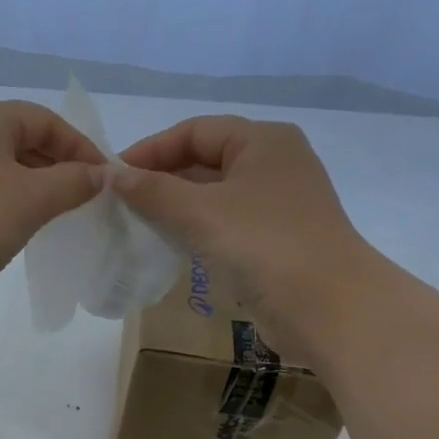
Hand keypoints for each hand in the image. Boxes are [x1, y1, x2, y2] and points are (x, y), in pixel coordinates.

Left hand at [0, 97, 102, 307]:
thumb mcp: (33, 199)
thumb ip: (74, 182)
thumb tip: (101, 174)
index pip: (45, 120)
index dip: (81, 148)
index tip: (106, 180)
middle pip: (23, 140)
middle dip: (58, 168)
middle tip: (87, 200)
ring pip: (3, 168)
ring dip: (36, 187)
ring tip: (61, 215)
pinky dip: (9, 203)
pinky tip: (23, 227)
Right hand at [112, 115, 378, 354]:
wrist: (327, 307)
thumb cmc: (264, 244)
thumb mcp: (200, 212)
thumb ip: (153, 191)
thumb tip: (111, 175)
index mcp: (262, 141)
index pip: (195, 131)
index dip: (151, 150)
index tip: (112, 176)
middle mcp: (272, 164)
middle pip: (204, 160)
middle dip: (161, 179)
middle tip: (118, 203)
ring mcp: (276, 204)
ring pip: (212, 195)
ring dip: (174, 207)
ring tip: (134, 224)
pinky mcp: (273, 240)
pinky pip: (223, 224)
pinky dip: (194, 230)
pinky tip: (167, 246)